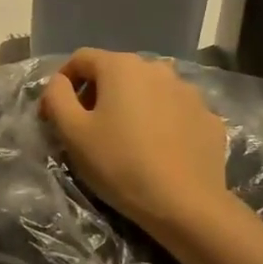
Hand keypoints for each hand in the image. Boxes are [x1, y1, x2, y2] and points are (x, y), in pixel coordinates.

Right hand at [39, 49, 233, 240]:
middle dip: (96, 95)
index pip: (81, 59)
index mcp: (122, 67)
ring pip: (147, 91)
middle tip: (87, 129)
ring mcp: (189, 92)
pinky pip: (173, 112)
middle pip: (116, 72)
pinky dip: (159, 123)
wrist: (185, 204)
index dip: (62, 83)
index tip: (54, 114)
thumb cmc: (119, 163)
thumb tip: (59, 83)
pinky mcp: (208, 118)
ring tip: (124, 140)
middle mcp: (158, 69)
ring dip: (130, 107)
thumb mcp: (72, 131)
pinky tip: (156, 150)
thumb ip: (57, 96)